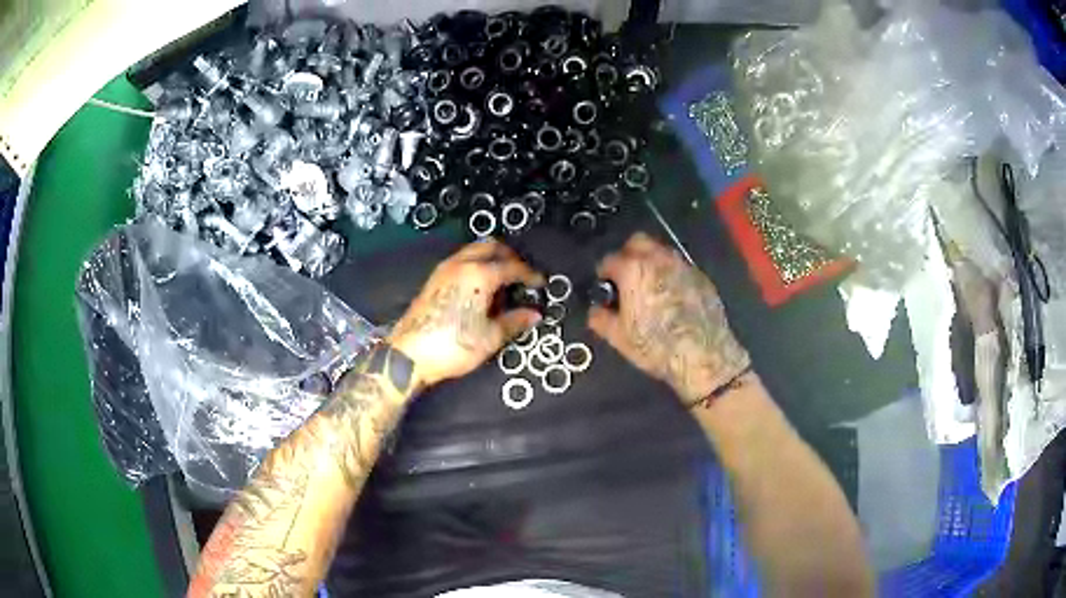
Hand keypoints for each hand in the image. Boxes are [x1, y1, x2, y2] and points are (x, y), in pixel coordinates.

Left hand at [388, 241, 543, 388]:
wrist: (409, 355)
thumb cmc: (450, 347)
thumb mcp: (490, 338)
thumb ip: (514, 322)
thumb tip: (533, 315)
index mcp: (478, 275)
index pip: (512, 266)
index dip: (530, 274)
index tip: (539, 283)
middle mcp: (460, 265)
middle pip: (491, 246)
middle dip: (510, 256)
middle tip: (522, 273)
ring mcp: (444, 271)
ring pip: (474, 251)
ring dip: (491, 258)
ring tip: (503, 281)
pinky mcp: (434, 280)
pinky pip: (461, 261)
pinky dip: (476, 265)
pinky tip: (480, 288)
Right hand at [588, 233, 750, 403]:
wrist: (704, 357)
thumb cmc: (656, 347)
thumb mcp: (618, 338)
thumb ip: (600, 319)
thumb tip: (596, 311)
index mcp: (633, 270)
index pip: (609, 260)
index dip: (603, 275)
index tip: (605, 288)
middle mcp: (658, 259)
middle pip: (637, 242)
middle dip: (628, 255)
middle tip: (625, 279)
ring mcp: (683, 266)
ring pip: (661, 251)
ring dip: (651, 262)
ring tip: (648, 287)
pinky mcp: (702, 277)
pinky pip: (680, 266)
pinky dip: (671, 274)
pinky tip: (672, 297)